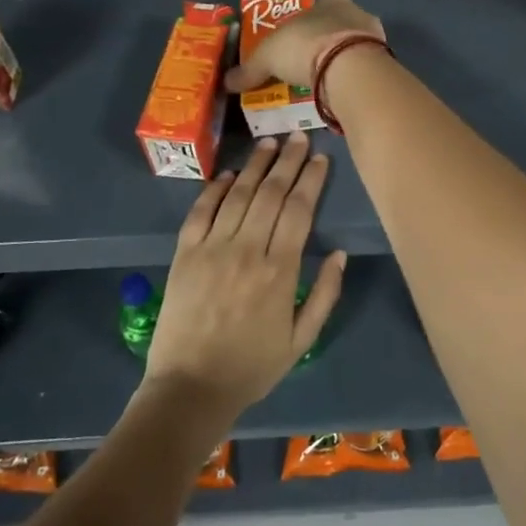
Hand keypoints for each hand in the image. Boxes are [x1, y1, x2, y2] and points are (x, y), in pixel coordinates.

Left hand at [142, 131, 344, 423]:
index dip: (311, 180)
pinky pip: (201, 212)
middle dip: (288, 161)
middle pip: (272, 194)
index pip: (300, 210)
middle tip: (298, 137)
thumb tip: (340, 253)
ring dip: (256, 166)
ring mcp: (212, 249)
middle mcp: (247, 250)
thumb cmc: (252, 367)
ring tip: (269, 143)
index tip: (320, 158)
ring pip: (239, 195)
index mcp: (280, 270)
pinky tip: (230, 174)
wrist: (190, 388)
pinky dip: (216, 189)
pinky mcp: (184, 255)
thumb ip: (325, 295)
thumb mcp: (302, 340)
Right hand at [224, 0, 383, 92]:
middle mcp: (354, 11)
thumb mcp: (267, 58)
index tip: (290, 50)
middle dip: (321, 45)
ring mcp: (373, 35)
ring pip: (352, 47)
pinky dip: (353, 77)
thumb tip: (226, 82)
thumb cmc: (304, 48)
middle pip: (334, 28)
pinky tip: (342, 91)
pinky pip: (364, 67)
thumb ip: (249, 70)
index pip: (311, 12)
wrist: (349, 67)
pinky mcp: (385, 59)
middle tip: (306, 69)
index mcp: (327, 1)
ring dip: (340, 62)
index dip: (299, 30)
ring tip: (324, 84)